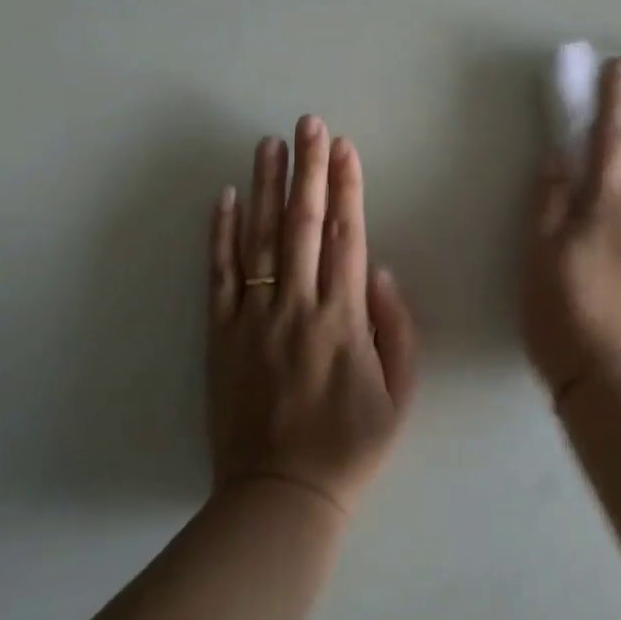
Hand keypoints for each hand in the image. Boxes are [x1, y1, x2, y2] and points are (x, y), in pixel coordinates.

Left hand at [206, 117, 418, 518]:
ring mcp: (253, 319)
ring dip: (264, 187)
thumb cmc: (351, 444)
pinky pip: (219, 276)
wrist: (281, 495)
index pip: (347, 236)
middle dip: (307, 169)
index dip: (347, 188)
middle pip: (302, 224)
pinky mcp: (221, 336)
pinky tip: (223, 198)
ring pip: (258, 239)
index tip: (344, 148)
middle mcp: (297, 307)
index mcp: (344, 319)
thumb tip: (382, 271)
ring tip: (268, 143)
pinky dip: (220, 234)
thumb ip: (397, 328)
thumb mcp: (401, 394)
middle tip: (307, 123)